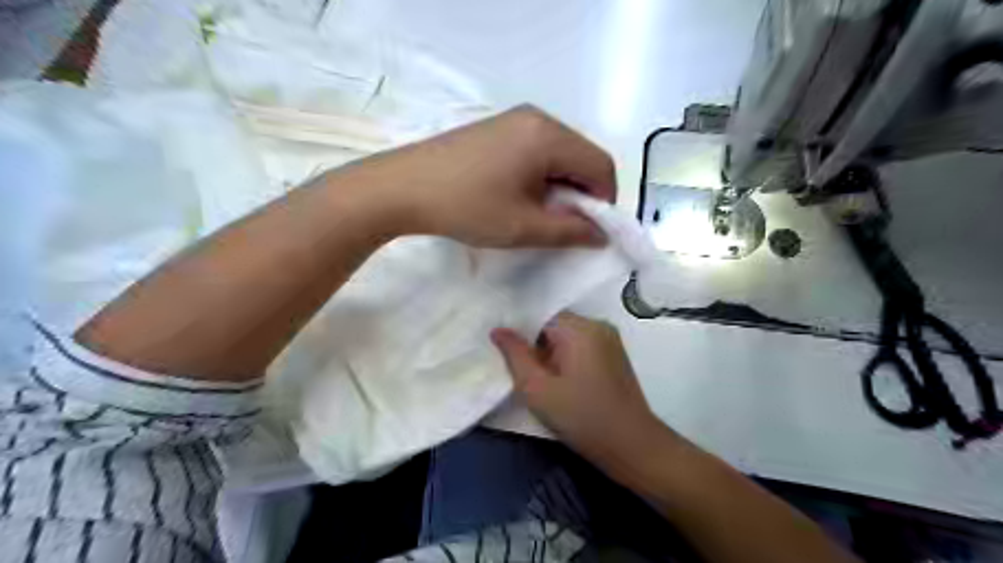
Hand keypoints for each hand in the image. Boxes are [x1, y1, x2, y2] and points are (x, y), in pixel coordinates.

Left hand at [336, 105, 615, 245]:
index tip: (586, 230)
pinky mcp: (496, 128)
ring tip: (534, 212)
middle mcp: (537, 117)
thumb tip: (600, 235)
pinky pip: (536, 149)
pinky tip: (515, 194)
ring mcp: (514, 119)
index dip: (604, 201)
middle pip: (581, 156)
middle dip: (580, 193)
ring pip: (559, 154)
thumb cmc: (466, 207)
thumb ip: (570, 231)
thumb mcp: (523, 227)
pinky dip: (540, 174)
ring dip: (560, 185)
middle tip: (558, 224)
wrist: (401, 188)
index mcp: (549, 135)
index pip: (601, 165)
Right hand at [493, 312, 667, 465]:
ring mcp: (610, 340)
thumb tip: (498, 330)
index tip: (511, 360)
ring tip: (544, 383)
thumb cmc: (582, 417)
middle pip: (555, 326)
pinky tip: (564, 385)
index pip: (540, 317)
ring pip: (567, 338)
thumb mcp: (537, 390)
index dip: (522, 337)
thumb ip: (515, 356)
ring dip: (552, 356)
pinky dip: (568, 361)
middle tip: (526, 376)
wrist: (632, 447)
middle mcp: (598, 325)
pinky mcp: (615, 356)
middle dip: (537, 348)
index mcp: (580, 328)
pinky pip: (582, 348)